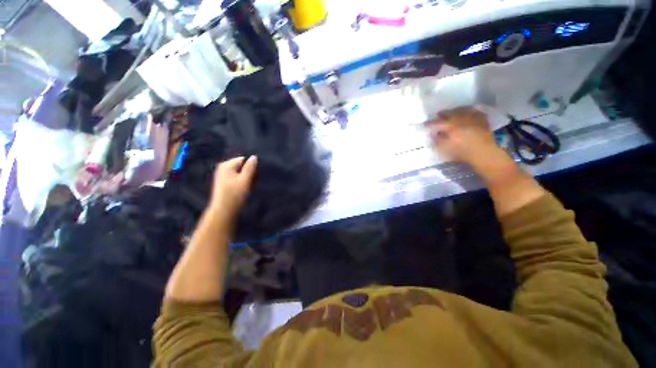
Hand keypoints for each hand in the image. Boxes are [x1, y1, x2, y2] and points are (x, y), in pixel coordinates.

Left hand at [209, 156, 257, 220]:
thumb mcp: (245, 180)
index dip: (252, 169)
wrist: (224, 211)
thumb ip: (250, 168)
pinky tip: (243, 191)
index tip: (253, 179)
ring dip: (247, 180)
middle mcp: (223, 167)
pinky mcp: (224, 182)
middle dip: (250, 174)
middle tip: (250, 185)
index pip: (245, 160)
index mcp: (227, 165)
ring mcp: (223, 175)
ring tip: (247, 189)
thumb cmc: (235, 195)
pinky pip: (238, 178)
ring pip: (242, 173)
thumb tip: (254, 157)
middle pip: (243, 166)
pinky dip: (242, 183)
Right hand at [426, 106, 501, 165]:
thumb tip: (433, 134)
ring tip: (452, 112)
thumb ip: (437, 140)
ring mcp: (472, 117)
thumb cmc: (462, 152)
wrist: (484, 153)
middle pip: (449, 113)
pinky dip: (468, 111)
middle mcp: (461, 118)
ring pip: (461, 109)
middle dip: (443, 114)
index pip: (437, 122)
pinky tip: (467, 113)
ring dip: (455, 110)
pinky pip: (474, 111)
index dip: (430, 123)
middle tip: (438, 115)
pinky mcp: (482, 119)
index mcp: (450, 126)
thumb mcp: (445, 149)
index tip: (425, 125)